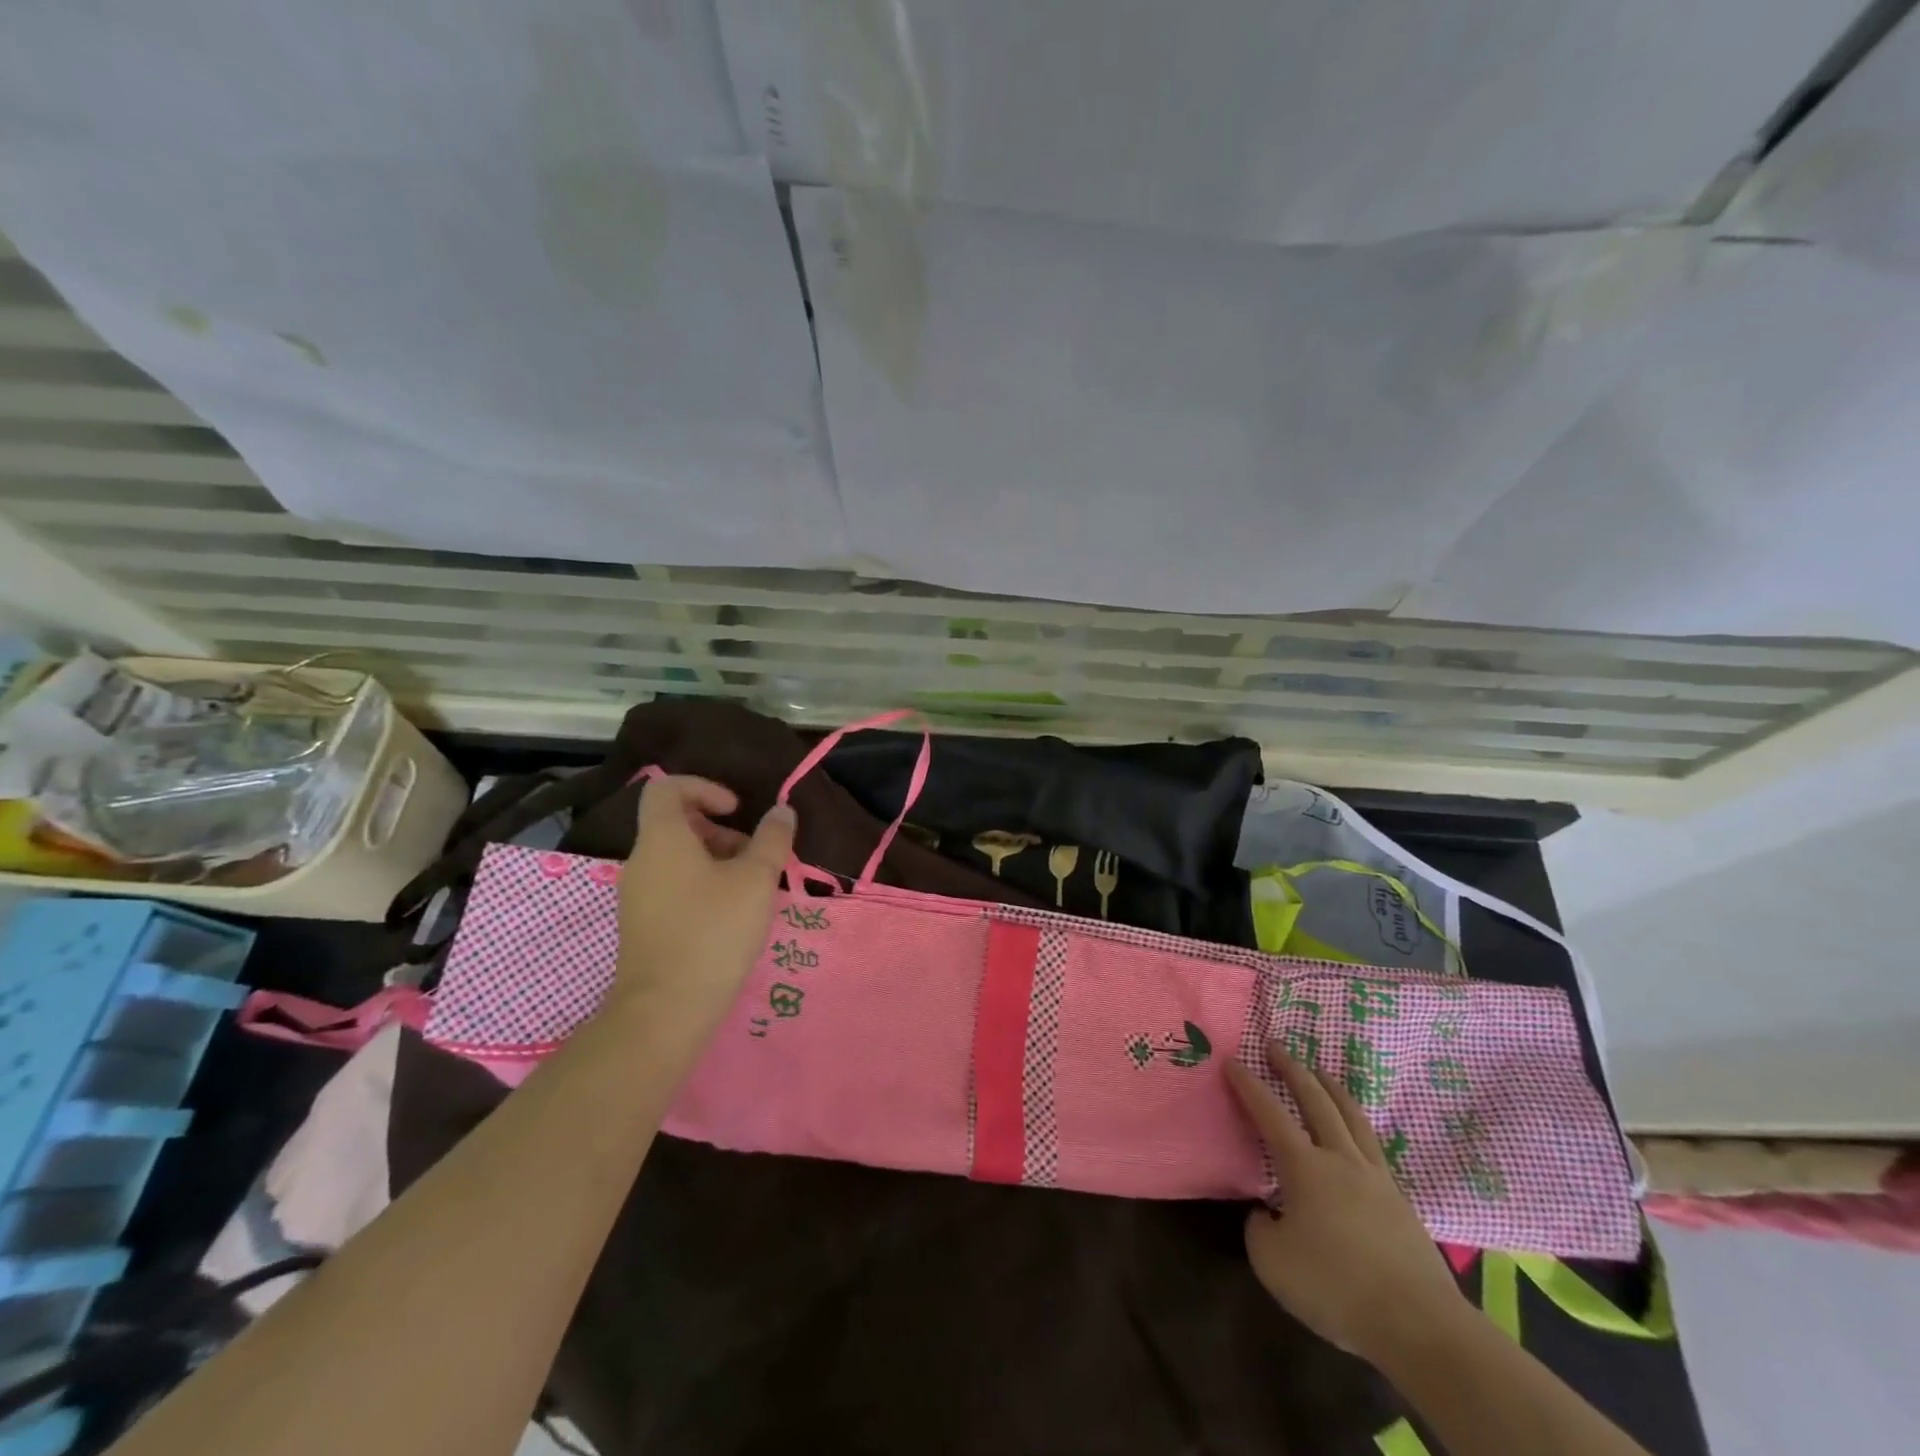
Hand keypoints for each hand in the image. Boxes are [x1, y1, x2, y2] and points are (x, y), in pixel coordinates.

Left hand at [614, 775, 795, 1034]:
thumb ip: (772, 840)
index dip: (704, 787)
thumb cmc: (713, 932)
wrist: (665, 1011)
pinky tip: (731, 917)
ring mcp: (637, 895)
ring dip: (716, 861)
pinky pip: (672, 887)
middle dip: (720, 831)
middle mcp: (641, 861)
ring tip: (750, 890)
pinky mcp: (642, 925)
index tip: (736, 810)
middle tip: (753, 856)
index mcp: (662, 839)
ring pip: (677, 858)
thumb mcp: (756, 880)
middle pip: (676, 824)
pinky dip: (702, 886)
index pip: (667, 788)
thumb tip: (781, 811)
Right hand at [1226, 1043, 1470, 1367]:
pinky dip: (1356, 1126)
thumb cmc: (1337, 1287)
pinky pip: (1373, 1147)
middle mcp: (1340, 1159)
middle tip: (1277, 1046)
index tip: (1232, 1060)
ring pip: (1352, 1117)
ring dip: (1332, 1088)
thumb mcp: (1273, 1262)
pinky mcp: (1401, 1202)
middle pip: (1316, 1100)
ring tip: (1320, 1072)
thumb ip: (1259, 1228)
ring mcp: (1376, 1178)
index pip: (1269, 1113)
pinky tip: (1354, 1134)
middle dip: (1293, 1069)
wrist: (1420, 1325)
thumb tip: (1266, 1212)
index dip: (1248, 1084)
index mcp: (1305, 1167)